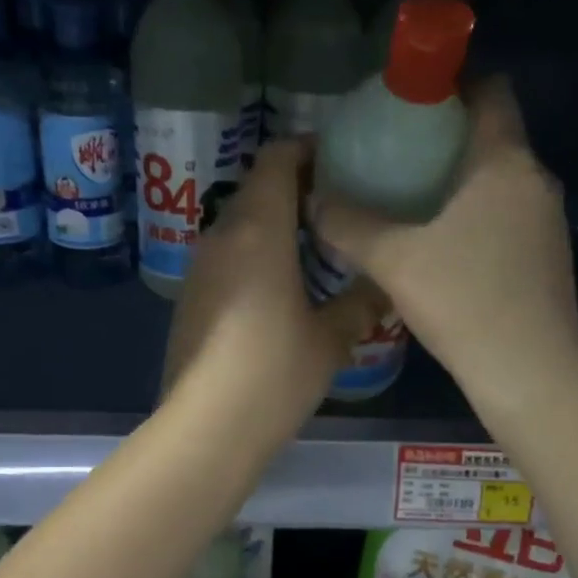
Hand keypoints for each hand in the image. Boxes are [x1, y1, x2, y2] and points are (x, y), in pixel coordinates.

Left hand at [163, 139, 382, 440]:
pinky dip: (257, 252)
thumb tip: (385, 286)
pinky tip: (284, 285)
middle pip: (258, 188)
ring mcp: (201, 266)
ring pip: (241, 222)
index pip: (276, 160)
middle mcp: (222, 236)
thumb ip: (361, 302)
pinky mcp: (192, 296)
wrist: (206, 426)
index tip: (341, 161)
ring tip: (318, 245)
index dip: (307, 150)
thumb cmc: (274, 372)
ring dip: (276, 222)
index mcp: (258, 230)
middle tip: (341, 206)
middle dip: (298, 187)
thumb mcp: (331, 338)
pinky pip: (228, 254)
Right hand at [311, 75, 577, 404]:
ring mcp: (548, 222)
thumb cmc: (464, 301)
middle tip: (393, 153)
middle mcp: (536, 181)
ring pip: (499, 179)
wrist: (530, 375)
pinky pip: (506, 215)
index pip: (492, 90)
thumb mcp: (393, 259)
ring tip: (408, 199)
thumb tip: (313, 199)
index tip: (409, 101)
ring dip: (458, 180)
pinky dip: (474, 214)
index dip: (453, 82)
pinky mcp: (547, 258)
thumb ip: (348, 223)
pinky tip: (439, 247)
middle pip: (492, 135)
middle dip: (444, 136)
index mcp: (506, 162)